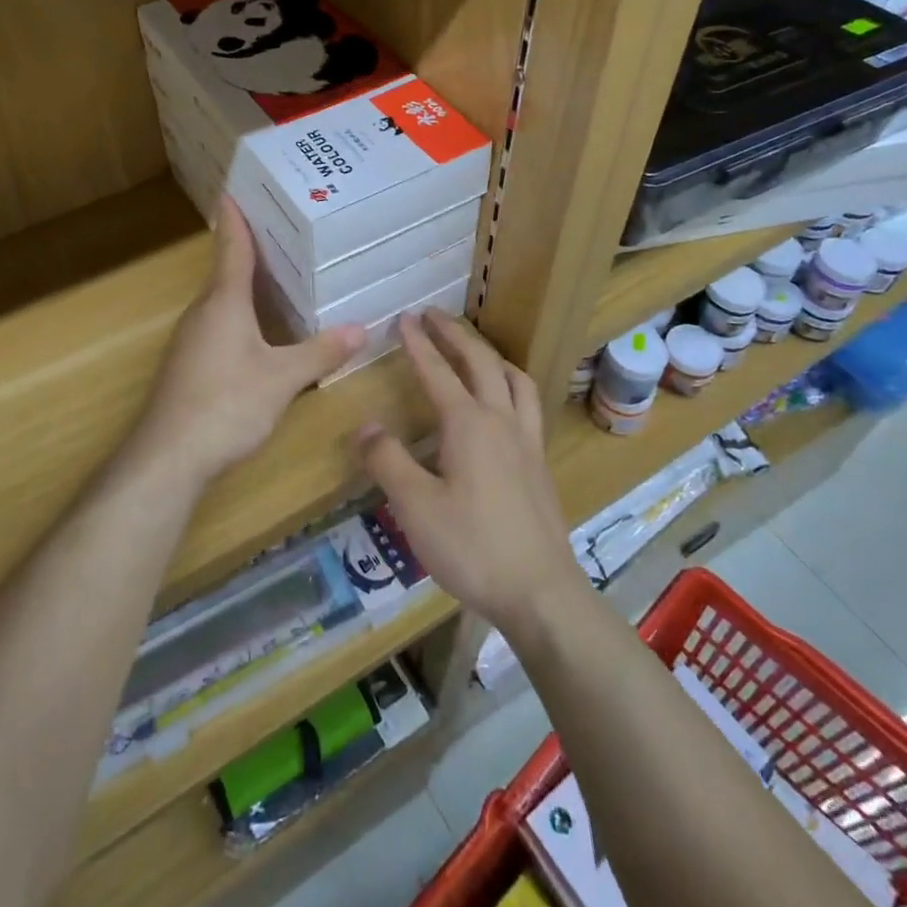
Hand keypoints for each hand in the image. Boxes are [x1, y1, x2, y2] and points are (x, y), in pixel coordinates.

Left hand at [128, 198, 364, 492]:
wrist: (167, 457)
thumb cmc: (226, 404)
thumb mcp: (282, 379)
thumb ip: (320, 352)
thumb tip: (361, 329)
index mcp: (224, 302)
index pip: (232, 248)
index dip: (235, 219)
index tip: (232, 190)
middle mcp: (202, 313)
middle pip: (226, 272)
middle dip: (249, 251)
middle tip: (282, 231)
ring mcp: (190, 340)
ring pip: (221, 301)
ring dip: (244, 286)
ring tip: (278, 276)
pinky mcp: (188, 366)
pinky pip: (217, 325)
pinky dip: (239, 315)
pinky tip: (259, 332)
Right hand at [353, 311, 588, 637]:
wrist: (540, 591)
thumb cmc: (472, 547)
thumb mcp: (415, 507)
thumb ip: (387, 461)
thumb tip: (366, 426)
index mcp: (469, 424)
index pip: (437, 371)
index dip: (418, 343)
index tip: (403, 318)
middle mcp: (501, 421)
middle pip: (480, 362)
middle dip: (455, 334)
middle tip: (433, 315)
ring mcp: (527, 441)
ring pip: (514, 379)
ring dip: (491, 355)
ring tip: (476, 349)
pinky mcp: (540, 463)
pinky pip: (528, 404)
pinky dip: (512, 384)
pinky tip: (505, 403)